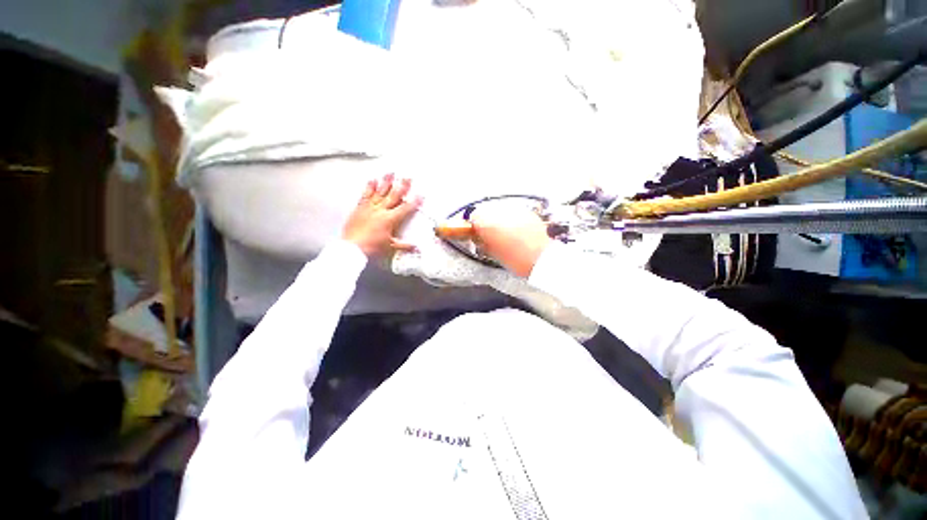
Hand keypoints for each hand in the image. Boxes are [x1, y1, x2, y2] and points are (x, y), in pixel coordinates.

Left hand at [343, 174, 421, 257]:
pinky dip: (369, 187)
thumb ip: (404, 245)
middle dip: (402, 186)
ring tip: (391, 173)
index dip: (414, 202)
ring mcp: (369, 208)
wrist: (352, 248)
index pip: (405, 208)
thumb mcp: (390, 246)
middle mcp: (380, 211)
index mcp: (390, 219)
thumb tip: (415, 247)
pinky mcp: (359, 208)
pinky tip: (372, 180)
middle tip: (408, 177)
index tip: (420, 195)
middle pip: (393, 196)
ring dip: (386, 182)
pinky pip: (365, 195)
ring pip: (379, 192)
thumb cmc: (372, 248)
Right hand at [470, 205, 551, 277]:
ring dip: (498, 219)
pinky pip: (512, 212)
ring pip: (499, 210)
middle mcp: (500, 211)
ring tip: (503, 232)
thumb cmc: (516, 259)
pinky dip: (510, 219)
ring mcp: (515, 209)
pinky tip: (515, 230)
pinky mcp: (526, 211)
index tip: (476, 234)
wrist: (542, 258)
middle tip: (488, 234)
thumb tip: (479, 238)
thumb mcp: (493, 253)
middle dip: (485, 221)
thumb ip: (483, 242)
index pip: (474, 217)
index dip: (474, 226)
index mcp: (489, 222)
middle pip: (486, 211)